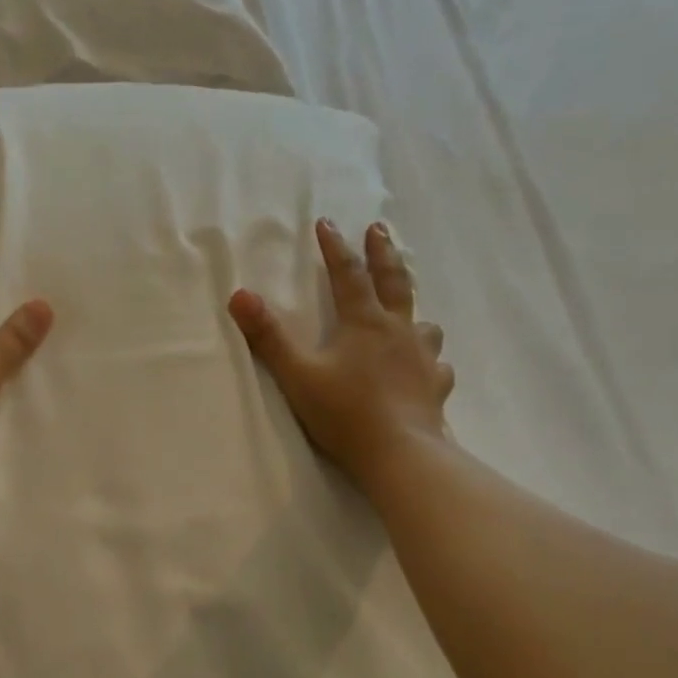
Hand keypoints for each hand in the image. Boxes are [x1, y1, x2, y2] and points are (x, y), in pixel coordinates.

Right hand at [229, 219, 453, 486]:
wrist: (399, 454)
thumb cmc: (344, 412)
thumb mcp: (297, 374)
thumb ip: (269, 336)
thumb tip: (239, 294)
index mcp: (363, 323)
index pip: (347, 274)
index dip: (335, 247)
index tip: (327, 223)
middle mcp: (398, 331)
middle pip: (394, 282)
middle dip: (382, 253)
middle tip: (378, 230)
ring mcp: (422, 359)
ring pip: (423, 323)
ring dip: (412, 310)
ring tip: (407, 313)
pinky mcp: (436, 387)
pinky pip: (437, 365)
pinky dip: (430, 360)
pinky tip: (427, 368)